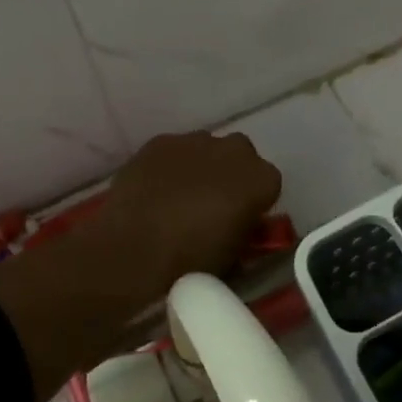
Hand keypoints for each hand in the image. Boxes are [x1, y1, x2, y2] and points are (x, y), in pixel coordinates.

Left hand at [98, 131, 282, 285]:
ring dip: (202, 166)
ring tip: (180, 196)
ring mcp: (195, 141)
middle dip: (231, 174)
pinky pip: (175, 150)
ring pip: (207, 149)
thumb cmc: (190, 260)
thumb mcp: (233, 257)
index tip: (241, 220)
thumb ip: (244, 232)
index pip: (269, 184)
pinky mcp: (161, 141)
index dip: (255, 202)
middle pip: (241, 156)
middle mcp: (234, 151)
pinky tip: (156, 189)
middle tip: (213, 203)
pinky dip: (171, 165)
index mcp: (260, 179)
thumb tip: (240, 224)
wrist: (132, 248)